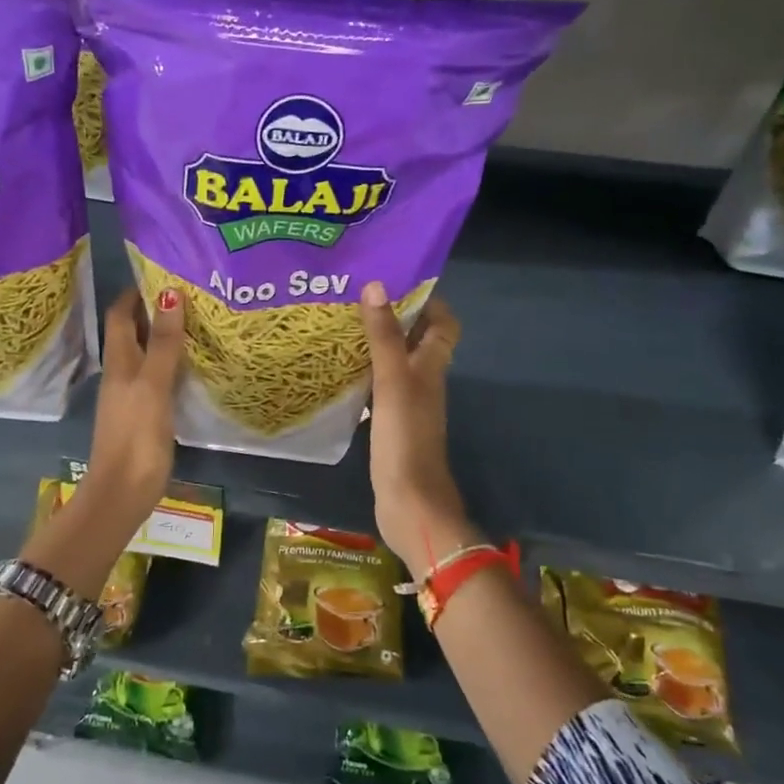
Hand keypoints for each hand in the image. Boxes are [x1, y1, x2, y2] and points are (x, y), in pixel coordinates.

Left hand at [84, 285, 185, 524]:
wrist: (123, 492)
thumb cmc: (135, 436)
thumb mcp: (152, 385)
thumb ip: (162, 343)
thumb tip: (169, 292)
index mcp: (118, 363)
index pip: (120, 315)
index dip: (135, 293)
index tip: (162, 273)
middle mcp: (122, 374)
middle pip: (132, 333)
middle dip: (154, 312)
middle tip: (189, 294)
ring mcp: (132, 397)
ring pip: (146, 356)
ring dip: (164, 338)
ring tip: (197, 323)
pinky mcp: (145, 416)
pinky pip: (157, 379)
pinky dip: (171, 365)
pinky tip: (193, 367)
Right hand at [358, 283, 475, 571]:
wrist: (409, 502)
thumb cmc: (405, 438)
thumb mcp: (393, 381)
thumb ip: (385, 336)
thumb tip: (376, 285)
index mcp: (432, 367)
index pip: (444, 324)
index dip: (429, 301)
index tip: (396, 281)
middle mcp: (424, 382)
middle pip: (417, 341)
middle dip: (393, 318)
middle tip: (356, 299)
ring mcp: (408, 406)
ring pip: (395, 364)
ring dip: (376, 345)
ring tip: (341, 326)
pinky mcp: (390, 426)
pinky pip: (378, 389)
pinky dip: (364, 375)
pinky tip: (338, 371)